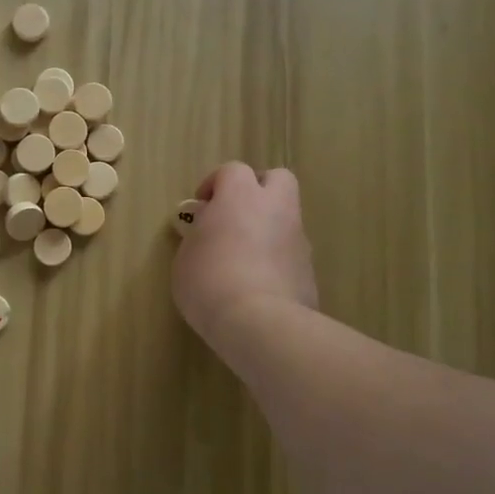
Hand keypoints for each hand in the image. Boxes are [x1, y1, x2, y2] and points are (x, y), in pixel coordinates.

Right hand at [172, 162, 317, 343]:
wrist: (259, 322)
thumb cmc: (209, 282)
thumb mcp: (185, 257)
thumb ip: (197, 235)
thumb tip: (206, 225)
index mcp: (240, 196)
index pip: (232, 171)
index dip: (215, 184)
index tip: (201, 206)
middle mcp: (275, 208)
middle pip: (277, 179)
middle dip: (257, 190)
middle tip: (234, 215)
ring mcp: (297, 238)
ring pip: (286, 217)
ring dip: (267, 227)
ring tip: (243, 257)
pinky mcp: (309, 269)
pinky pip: (290, 252)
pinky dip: (276, 259)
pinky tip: (256, 284)